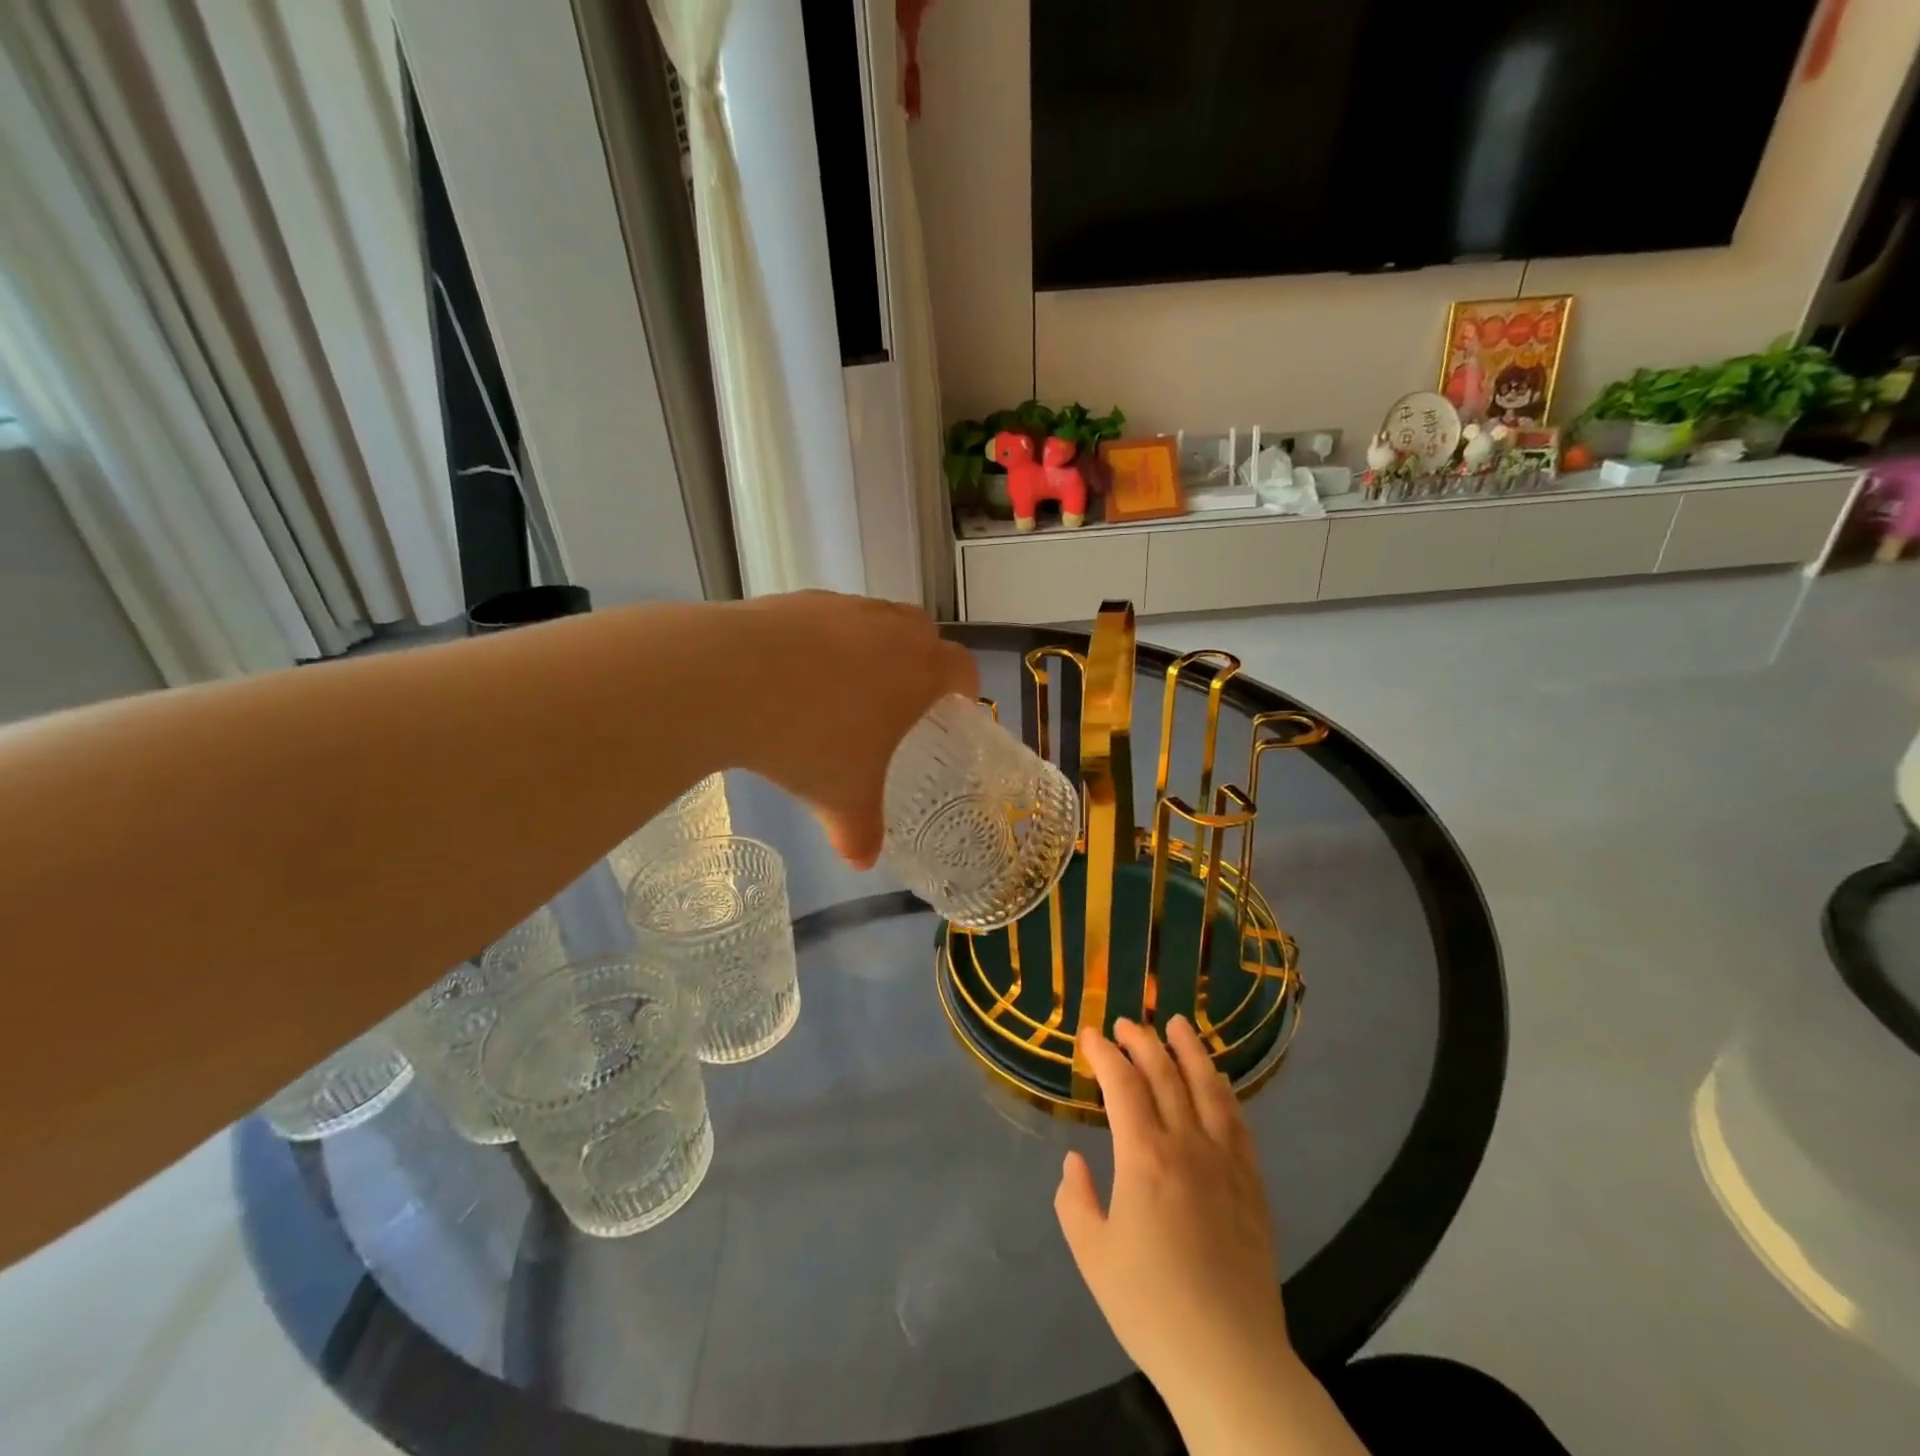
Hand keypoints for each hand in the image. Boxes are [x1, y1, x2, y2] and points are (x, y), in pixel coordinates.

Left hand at [728, 591, 977, 866]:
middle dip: (920, 661)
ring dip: (871, 647)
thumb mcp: (842, 799)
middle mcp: (888, 628)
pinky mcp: (797, 600)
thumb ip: (860, 833)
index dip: (964, 687)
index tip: (953, 707)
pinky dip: (822, 641)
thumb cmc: (810, 740)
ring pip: (873, 620)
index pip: (962, 667)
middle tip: (900, 700)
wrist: (729, 679)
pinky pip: (825, 618)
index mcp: (918, 670)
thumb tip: (862, 861)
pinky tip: (792, 674)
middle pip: (922, 632)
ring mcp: (841, 608)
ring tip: (841, 689)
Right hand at [1054, 1016, 1292, 1409]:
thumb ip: (1075, 1200)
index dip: (1104, 1054)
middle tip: (1126, 1023)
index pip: (1122, 1085)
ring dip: (1190, 1050)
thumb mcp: (1092, 1255)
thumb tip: (1075, 1163)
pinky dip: (1223, 1090)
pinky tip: (1216, 1081)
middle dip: (1142, 1041)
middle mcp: (1187, 1145)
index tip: (1090, 1036)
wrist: (1229, 1357)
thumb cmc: (1150, 1306)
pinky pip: (1237, 1121)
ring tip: (1178, 1023)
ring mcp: (1225, 1161)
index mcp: (1144, 1157)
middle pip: (1165, 1074)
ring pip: (1207, 1087)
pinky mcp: (1251, 1183)